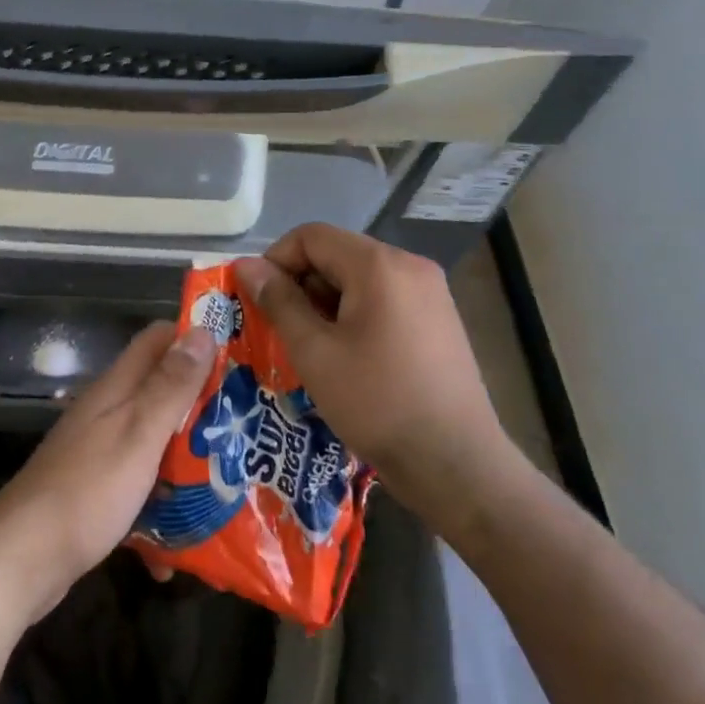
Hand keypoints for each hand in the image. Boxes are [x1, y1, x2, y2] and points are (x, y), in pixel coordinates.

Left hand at [0, 320, 218, 628]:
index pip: (158, 339)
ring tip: (229, 484)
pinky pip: (140, 487)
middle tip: (247, 425)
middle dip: (202, 405)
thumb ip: (170, 386)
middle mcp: (108, 410)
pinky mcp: (96, 490)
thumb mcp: (138, 434)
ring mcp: (100, 451)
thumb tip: (203, 330)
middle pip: (161, 390)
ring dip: (186, 459)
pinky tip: (178, 548)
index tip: (239, 354)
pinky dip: (160, 509)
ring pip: (154, 441)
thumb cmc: (87, 490)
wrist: (21, 560)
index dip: (195, 338)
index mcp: (117, 387)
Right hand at [233, 224, 521, 543]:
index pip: (311, 236)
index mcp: (379, 265)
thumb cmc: (378, 404)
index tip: (260, 302)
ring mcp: (430, 292)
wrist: (458, 467)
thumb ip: (278, 301)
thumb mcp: (314, 352)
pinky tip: (348, 357)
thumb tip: (246, 266)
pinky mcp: (439, 319)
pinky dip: (355, 315)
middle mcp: (409, 265)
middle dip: (301, 285)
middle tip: (281, 329)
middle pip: (336, 254)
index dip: (276, 261)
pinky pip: (384, 299)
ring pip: (359, 278)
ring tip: (312, 348)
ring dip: (326, 303)